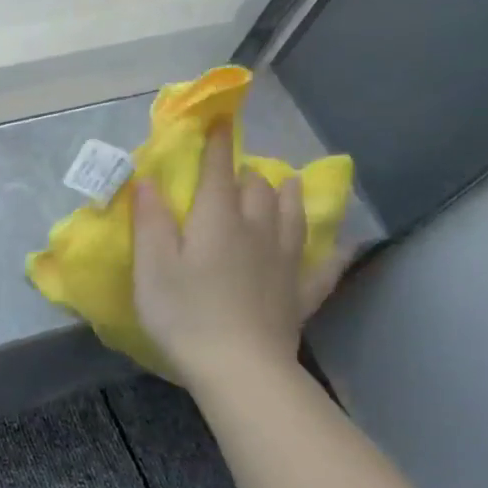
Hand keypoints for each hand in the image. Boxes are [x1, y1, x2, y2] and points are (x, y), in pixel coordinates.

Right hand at [133, 125, 345, 402]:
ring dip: (286, 195)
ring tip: (284, 185)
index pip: (219, 170)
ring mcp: (285, 261)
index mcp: (218, 220)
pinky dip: (331, 252)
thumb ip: (150, 221)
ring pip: (293, 214)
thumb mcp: (152, 267)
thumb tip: (148, 179)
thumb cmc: (184, 315)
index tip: (217, 119)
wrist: (239, 368)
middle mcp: (258, 229)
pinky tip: (340, 247)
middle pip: (259, 187)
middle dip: (247, 172)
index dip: (216, 143)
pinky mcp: (300, 293)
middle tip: (234, 173)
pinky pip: (323, 265)